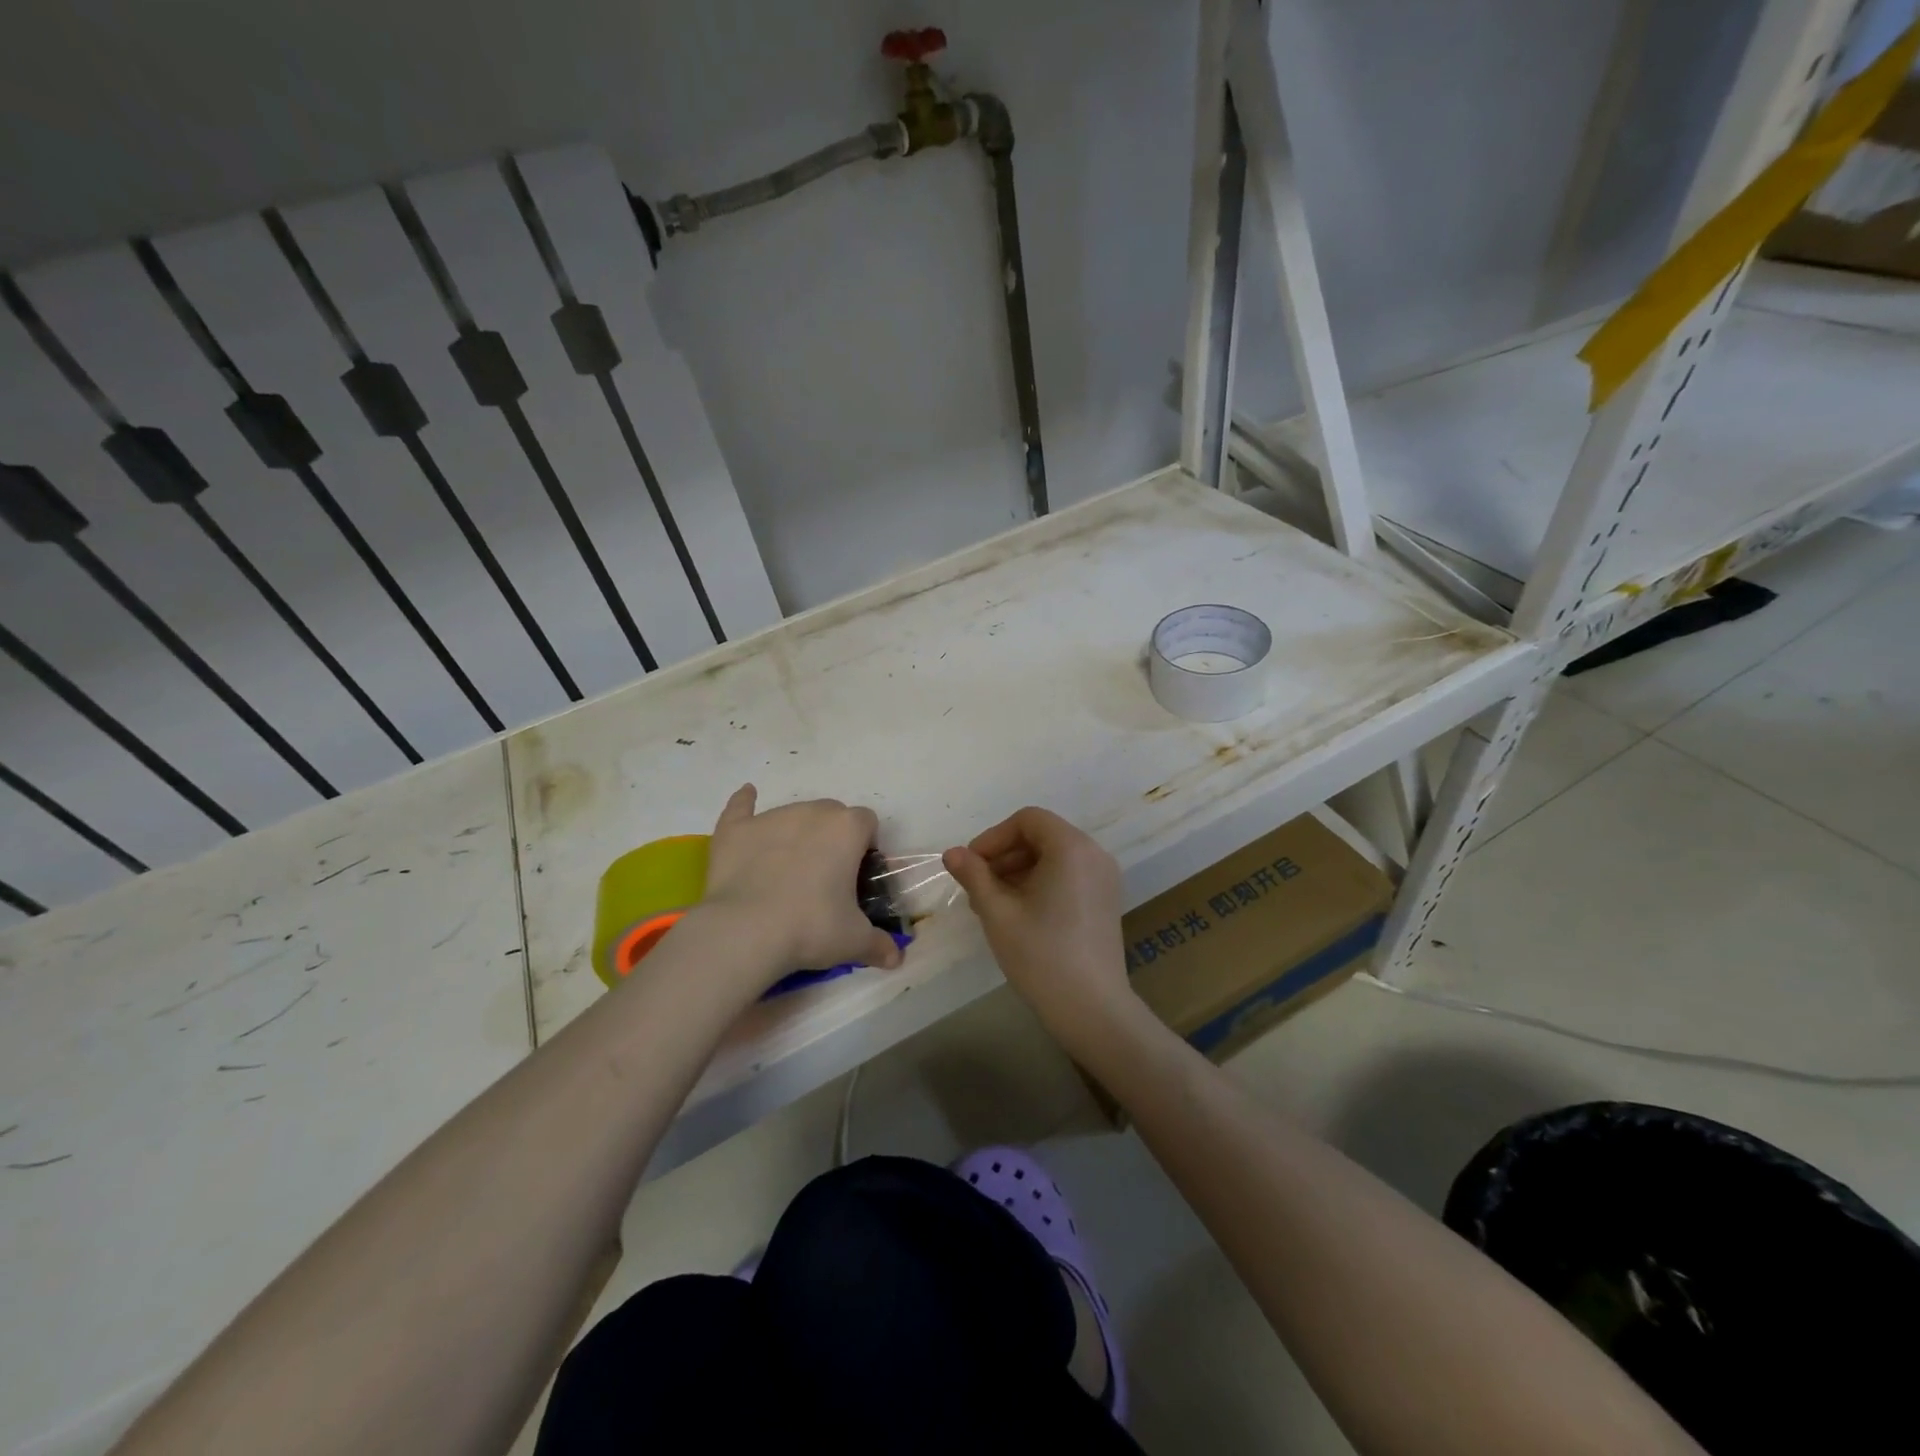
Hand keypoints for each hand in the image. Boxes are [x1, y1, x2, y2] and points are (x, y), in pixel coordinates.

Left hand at [697, 784, 903, 990]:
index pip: (867, 823)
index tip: (857, 874)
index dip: (865, 845)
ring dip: (797, 832)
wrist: (746, 931)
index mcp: (847, 829)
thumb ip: (879, 944)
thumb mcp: (853, 941)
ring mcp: (772, 817)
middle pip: (831, 814)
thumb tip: (895, 958)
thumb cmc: (811, 928)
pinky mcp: (736, 829)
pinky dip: (745, 804)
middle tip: (825, 877)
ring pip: (793, 814)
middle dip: (832, 837)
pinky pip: (741, 806)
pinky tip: (747, 797)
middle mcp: (812, 812)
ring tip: (787, 871)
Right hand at [943, 808, 1133, 1032]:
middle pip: (1041, 836)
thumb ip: (974, 875)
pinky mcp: (1106, 901)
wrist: (1091, 1009)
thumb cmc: (1041, 954)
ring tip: (992, 904)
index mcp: (1071, 848)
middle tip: (976, 888)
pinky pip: (1068, 876)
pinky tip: (1018, 914)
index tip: (970, 865)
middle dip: (1004, 856)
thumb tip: (952, 853)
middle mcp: (1094, 854)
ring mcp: (1104, 879)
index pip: (1027, 820)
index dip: (993, 837)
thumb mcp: (998, 912)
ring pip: (1053, 858)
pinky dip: (1041, 884)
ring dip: (1019, 871)